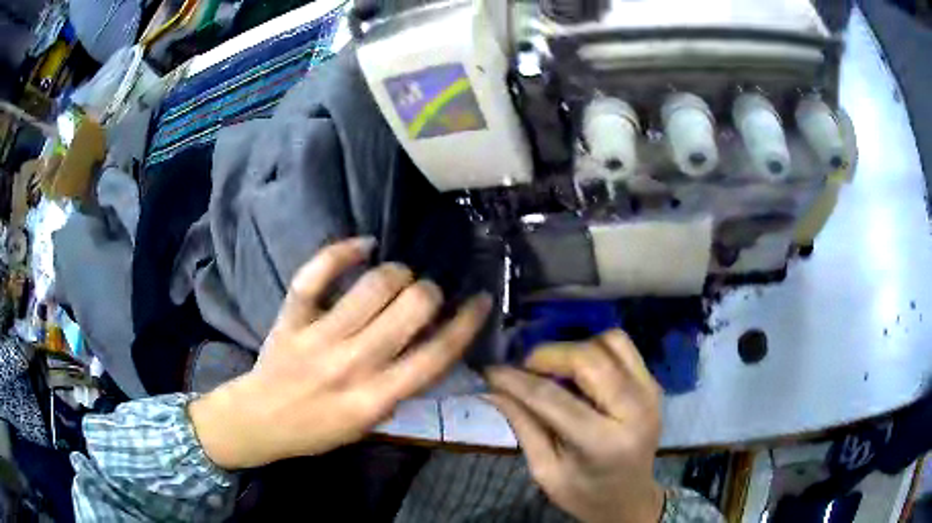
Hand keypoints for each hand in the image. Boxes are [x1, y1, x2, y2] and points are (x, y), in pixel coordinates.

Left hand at [190, 237, 491, 468]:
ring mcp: (318, 337)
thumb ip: (402, 387)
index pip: (436, 355)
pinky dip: (341, 252)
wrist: (261, 420)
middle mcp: (352, 364)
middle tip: (426, 295)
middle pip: (411, 309)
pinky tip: (363, 245)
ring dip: (397, 273)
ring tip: (398, 277)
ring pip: (373, 286)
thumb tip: (431, 342)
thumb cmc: (320, 429)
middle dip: (430, 293)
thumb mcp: (371, 424)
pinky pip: (316, 275)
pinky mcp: (291, 318)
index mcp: (376, 398)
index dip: (467, 323)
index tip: (479, 300)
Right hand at [486, 330, 664, 522]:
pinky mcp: (654, 384)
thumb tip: (493, 388)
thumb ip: (523, 425)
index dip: (517, 380)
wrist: (629, 498)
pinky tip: (579, 371)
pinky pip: (623, 348)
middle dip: (548, 355)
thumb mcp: (545, 470)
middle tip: (524, 369)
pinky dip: (596, 350)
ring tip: (554, 369)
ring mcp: (650, 393)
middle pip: (589, 358)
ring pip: (611, 342)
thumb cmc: (584, 494)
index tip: (491, 371)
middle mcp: (635, 410)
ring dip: (575, 349)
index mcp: (603, 443)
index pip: (553, 398)